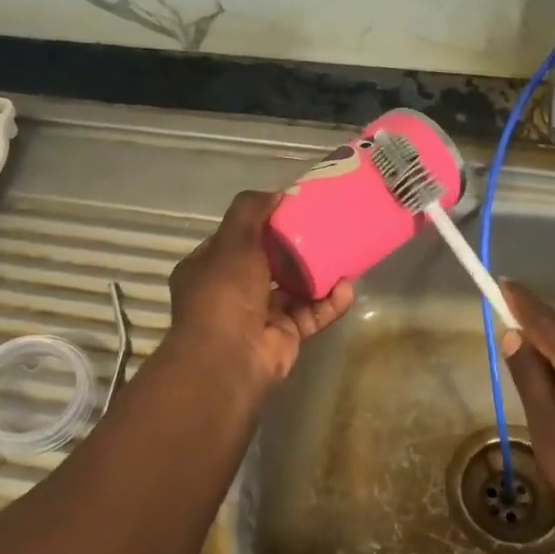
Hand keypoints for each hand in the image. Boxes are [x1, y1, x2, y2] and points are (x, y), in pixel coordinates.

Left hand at [165, 191, 354, 393]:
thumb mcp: (233, 242)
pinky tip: (347, 289)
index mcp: (208, 268)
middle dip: (295, 248)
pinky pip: (310, 315)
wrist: (230, 360)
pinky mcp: (284, 337)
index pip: (235, 239)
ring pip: (293, 289)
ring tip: (344, 255)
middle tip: (325, 229)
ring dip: (317, 275)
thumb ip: (250, 212)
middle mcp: (230, 292)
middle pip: (268, 263)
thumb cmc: (225, 294)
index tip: (290, 209)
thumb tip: (275, 193)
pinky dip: (328, 303)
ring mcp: (259, 316)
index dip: (260, 224)